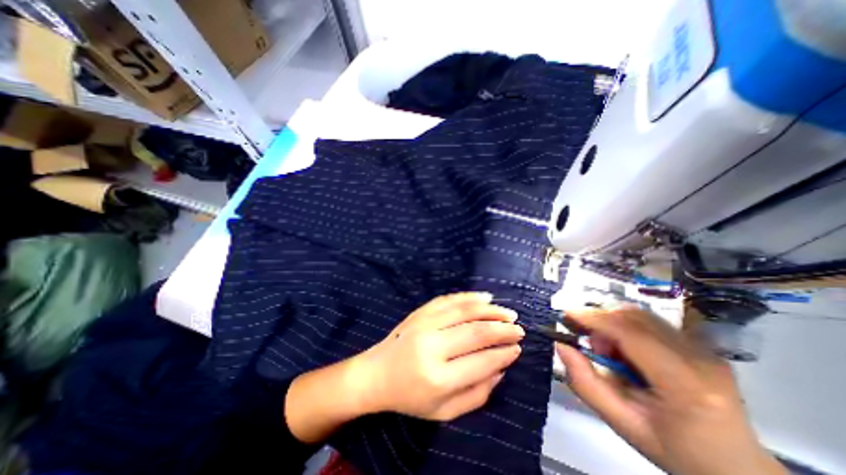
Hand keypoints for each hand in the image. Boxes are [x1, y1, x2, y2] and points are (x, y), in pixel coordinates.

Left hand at [354, 292, 522, 419]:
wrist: (376, 374)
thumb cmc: (409, 397)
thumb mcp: (444, 411)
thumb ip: (476, 394)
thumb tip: (501, 369)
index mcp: (438, 378)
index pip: (480, 362)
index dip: (503, 354)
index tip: (517, 348)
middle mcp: (431, 346)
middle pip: (475, 332)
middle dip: (502, 329)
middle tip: (518, 329)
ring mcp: (424, 324)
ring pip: (464, 310)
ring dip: (490, 310)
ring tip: (508, 312)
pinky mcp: (420, 312)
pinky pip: (449, 300)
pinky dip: (469, 297)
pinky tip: (484, 298)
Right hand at [557, 307, 786, 474]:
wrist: (736, 468)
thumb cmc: (676, 450)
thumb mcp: (622, 424)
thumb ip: (585, 384)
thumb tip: (562, 346)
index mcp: (685, 384)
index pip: (631, 334)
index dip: (594, 318)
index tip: (566, 314)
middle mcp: (700, 358)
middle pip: (635, 318)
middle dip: (601, 321)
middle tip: (592, 346)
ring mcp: (704, 349)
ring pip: (641, 316)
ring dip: (613, 324)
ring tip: (611, 352)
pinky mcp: (701, 345)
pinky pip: (651, 322)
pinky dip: (627, 327)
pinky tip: (628, 351)